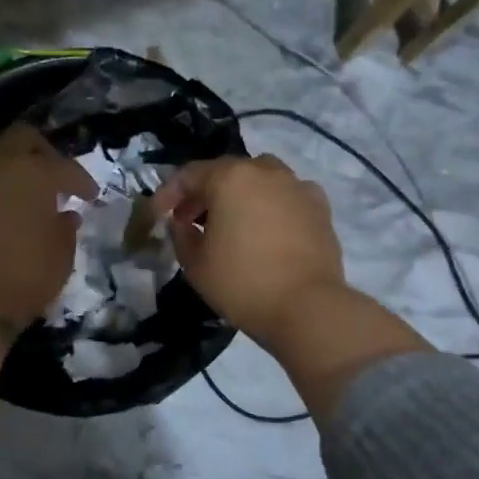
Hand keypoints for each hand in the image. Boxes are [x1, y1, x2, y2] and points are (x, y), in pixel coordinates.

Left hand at [0, 124, 97, 331]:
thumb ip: (65, 232)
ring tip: (14, 203)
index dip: (81, 180)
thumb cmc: (20, 276)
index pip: (64, 167)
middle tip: (51, 178)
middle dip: (40, 153)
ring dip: (3, 177)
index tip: (91, 196)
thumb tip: (65, 216)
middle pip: (20, 139)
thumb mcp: (60, 260)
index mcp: (32, 173)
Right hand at [156, 154, 428, 417]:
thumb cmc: (242, 283)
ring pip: (260, 179)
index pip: (189, 174)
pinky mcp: (319, 207)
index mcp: (230, 178)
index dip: (169, 193)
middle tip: (190, 221)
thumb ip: (181, 235)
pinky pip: (286, 196)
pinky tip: (266, 229)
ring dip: (239, 195)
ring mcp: (297, 186)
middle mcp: (265, 171)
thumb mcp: (195, 264)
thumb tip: (182, 223)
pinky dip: (270, 205)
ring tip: (230, 223)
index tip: (159, 215)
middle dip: (204, 193)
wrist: (307, 307)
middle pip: (226, 172)